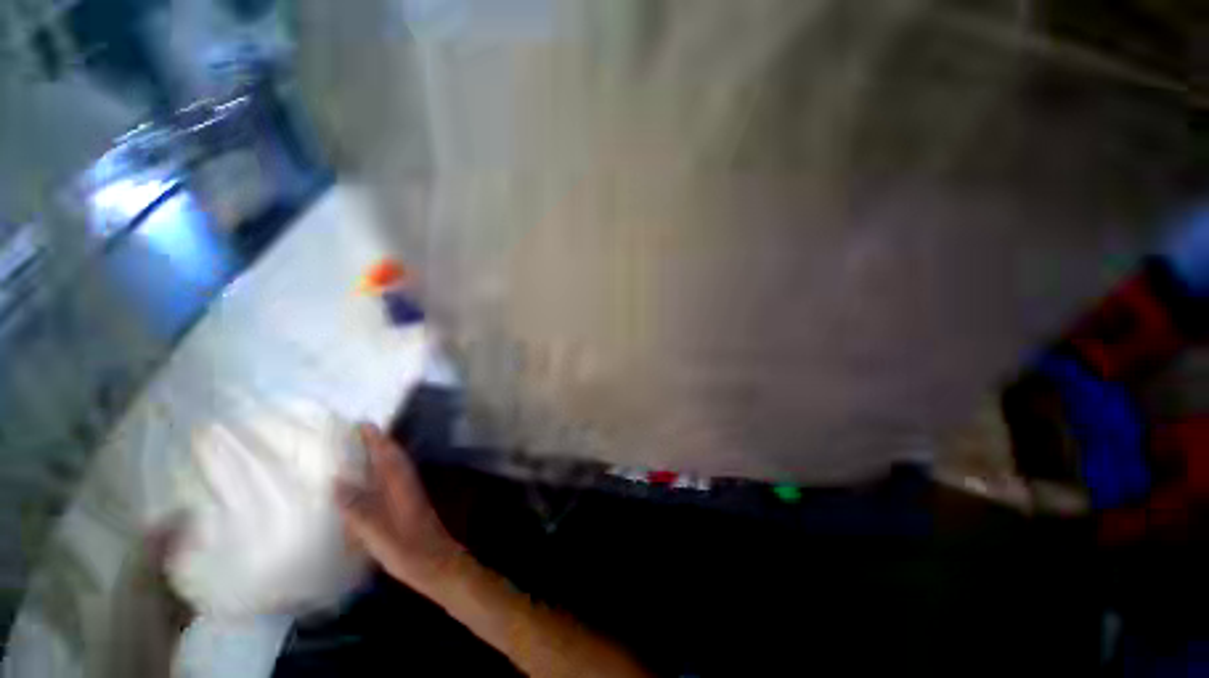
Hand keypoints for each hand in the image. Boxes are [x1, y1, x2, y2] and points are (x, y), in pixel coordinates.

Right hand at [336, 423, 464, 591]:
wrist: (437, 564)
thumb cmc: (407, 549)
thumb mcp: (377, 532)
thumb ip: (357, 507)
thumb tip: (337, 481)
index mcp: (401, 486)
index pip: (388, 455)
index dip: (377, 439)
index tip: (364, 423)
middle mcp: (407, 485)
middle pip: (393, 458)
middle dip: (379, 443)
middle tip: (359, 432)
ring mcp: (410, 495)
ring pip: (395, 468)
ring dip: (382, 456)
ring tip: (362, 450)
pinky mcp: (409, 506)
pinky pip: (393, 481)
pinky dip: (383, 473)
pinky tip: (372, 482)